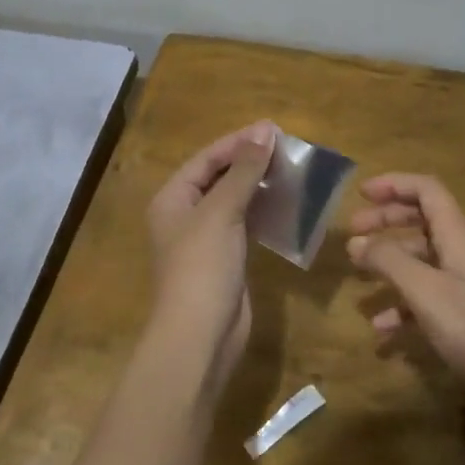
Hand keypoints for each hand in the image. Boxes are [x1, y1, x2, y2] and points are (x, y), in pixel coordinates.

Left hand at [145, 122, 275, 373]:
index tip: (274, 130)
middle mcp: (185, 215)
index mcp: (173, 198)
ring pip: (235, 201)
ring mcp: (206, 239)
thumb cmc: (202, 266)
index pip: (206, 159)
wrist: (200, 335)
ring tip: (292, 170)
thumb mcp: (222, 212)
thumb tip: (264, 130)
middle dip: (250, 162)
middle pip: (219, 177)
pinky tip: (288, 204)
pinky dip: (264, 212)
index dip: (238, 142)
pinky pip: (246, 225)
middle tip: (288, 148)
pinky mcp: (226, 259)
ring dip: (260, 186)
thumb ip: (243, 170)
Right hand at [346, 173, 464, 412]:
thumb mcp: (426, 291)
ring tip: (358, 279)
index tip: (362, 193)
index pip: (427, 190)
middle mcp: (462, 252)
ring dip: (389, 264)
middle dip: (385, 222)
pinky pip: (427, 296)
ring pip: (421, 260)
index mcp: (458, 235)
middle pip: (421, 221)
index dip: (394, 184)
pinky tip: (382, 329)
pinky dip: (402, 305)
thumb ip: (389, 262)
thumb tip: (355, 241)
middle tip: (352, 233)